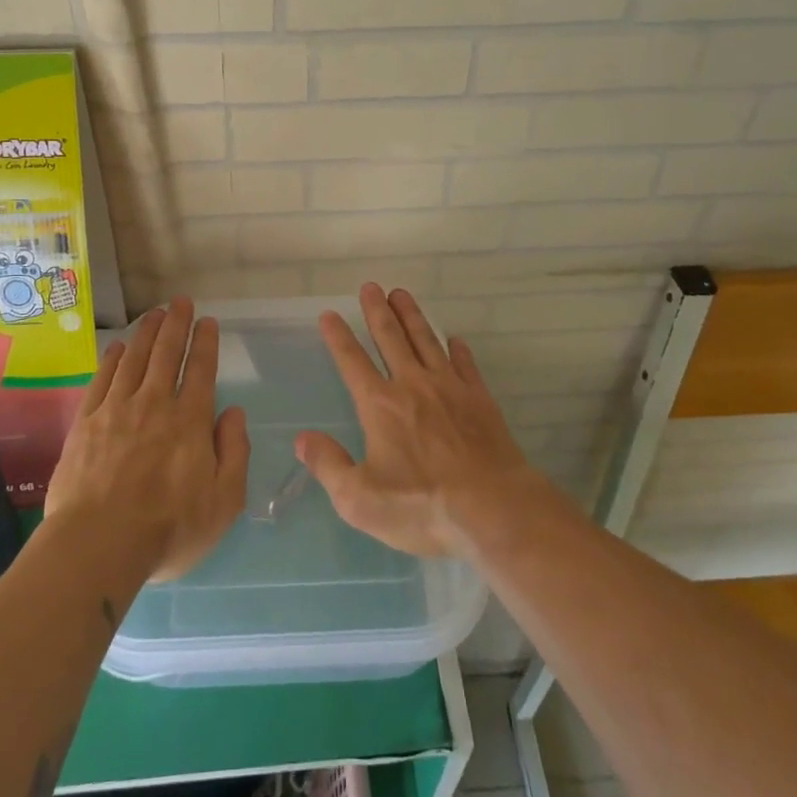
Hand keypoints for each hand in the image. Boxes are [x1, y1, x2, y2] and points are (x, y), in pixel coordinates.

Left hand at [44, 297, 249, 582]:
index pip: (200, 370)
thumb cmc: (168, 529)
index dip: (205, 342)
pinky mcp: (85, 424)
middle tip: (180, 301)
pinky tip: (117, 348)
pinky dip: (112, 360)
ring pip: (134, 359)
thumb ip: (234, 452)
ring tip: (154, 313)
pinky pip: (101, 380)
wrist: (97, 546)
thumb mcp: (224, 501)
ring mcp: (116, 411)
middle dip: (176, 324)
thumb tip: (234, 412)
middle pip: (166, 354)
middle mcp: (154, 405)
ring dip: (146, 333)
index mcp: (189, 421)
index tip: (208, 321)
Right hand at [296, 284, 544, 559]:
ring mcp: (450, 388)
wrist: (494, 509)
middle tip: (370, 286)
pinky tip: (455, 340)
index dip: (339, 337)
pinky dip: (458, 349)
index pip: (352, 362)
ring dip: (412, 316)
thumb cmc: (422, 506)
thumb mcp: (360, 500)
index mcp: (380, 406)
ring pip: (426, 341)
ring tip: (402, 293)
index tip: (329, 314)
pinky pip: (465, 365)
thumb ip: (328, 466)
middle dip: (377, 311)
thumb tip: (303, 438)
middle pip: (391, 338)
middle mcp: (413, 385)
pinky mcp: (480, 400)